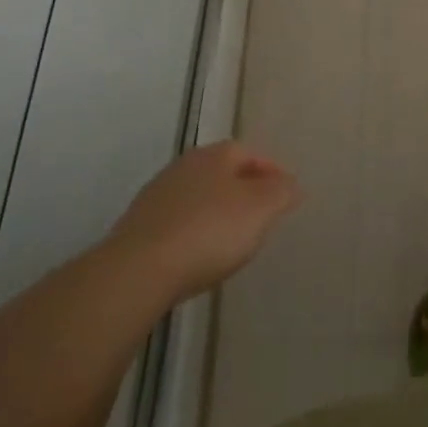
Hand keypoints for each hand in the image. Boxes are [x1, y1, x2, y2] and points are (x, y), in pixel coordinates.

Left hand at [103, 143, 301, 303]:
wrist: (137, 272)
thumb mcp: (261, 209)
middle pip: (222, 173)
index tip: (285, 196)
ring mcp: (156, 196)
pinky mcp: (137, 227)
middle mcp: (184, 166)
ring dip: (216, 212)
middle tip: (261, 216)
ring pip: (198, 197)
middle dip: (243, 191)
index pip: (251, 154)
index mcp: (215, 154)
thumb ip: (282, 192)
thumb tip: (290, 184)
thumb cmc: (209, 231)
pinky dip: (193, 232)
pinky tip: (198, 255)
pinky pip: (177, 223)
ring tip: (231, 240)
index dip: (272, 172)